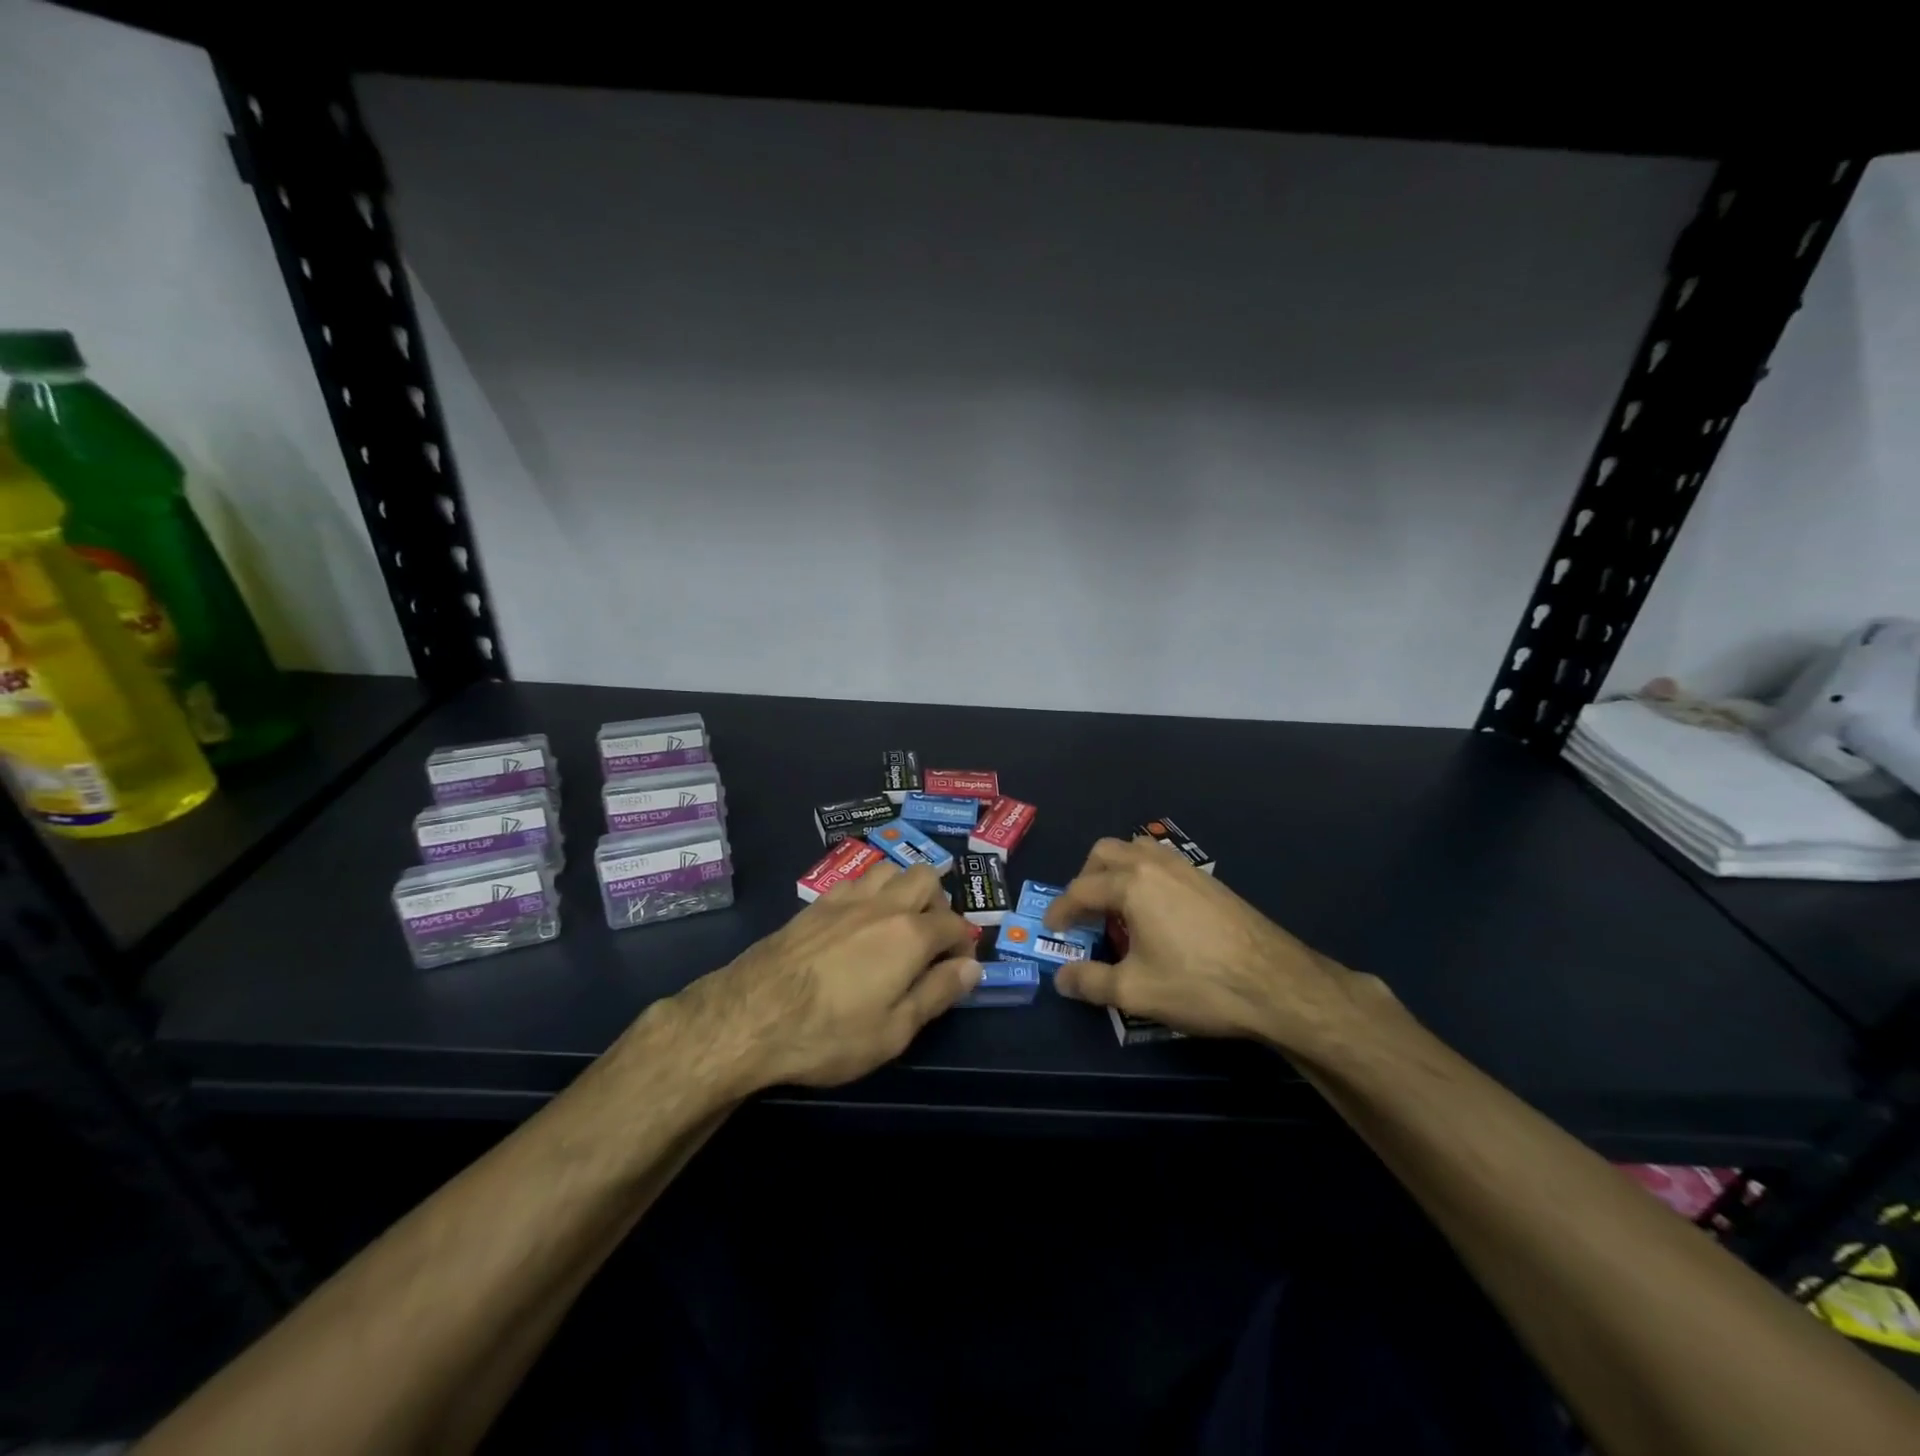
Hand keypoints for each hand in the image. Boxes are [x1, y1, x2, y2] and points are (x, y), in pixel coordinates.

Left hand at [672, 863, 980, 1090]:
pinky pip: (855, 880)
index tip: (958, 968)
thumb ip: (937, 994)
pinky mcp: (815, 904)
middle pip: (925, 878)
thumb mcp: (894, 1031)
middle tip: (931, 940)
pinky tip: (859, 919)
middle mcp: (883, 905)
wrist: (749, 1016)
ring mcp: (846, 899)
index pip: (955, 925)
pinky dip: (870, 891)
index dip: (964, 945)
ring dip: (903, 888)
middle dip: (939, 903)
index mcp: (910, 935)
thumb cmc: (828, 1033)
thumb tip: (972, 967)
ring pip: (889, 869)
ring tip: (898, 922)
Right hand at [1045, 837, 1380, 1057]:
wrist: (1277, 984)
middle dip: (1085, 878)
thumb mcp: (1136, 991)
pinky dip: (1142, 875)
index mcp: (1131, 883)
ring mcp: (1186, 868)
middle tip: (1083, 913)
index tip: (1051, 930)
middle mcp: (1155, 864)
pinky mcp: (1209, 881)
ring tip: (1115, 906)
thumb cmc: (1199, 984)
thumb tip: (1061, 978)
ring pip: (1136, 849)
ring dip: (1115, 870)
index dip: (1060, 910)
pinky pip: (1161, 862)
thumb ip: (1091, 982)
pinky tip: (1154, 912)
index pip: (1081, 889)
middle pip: (1105, 852)